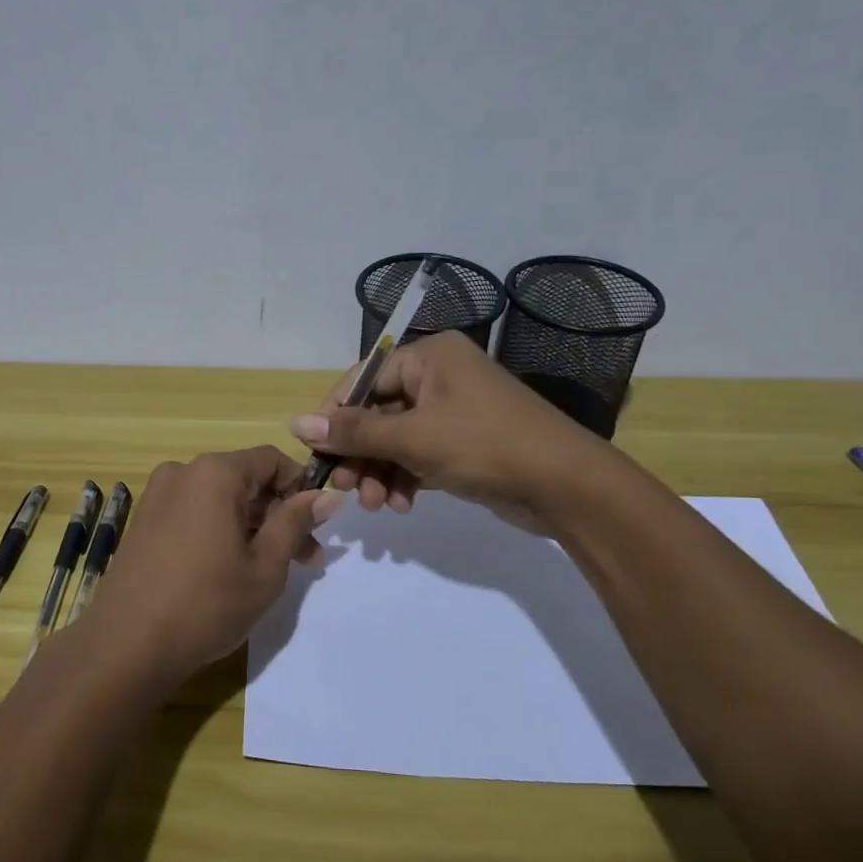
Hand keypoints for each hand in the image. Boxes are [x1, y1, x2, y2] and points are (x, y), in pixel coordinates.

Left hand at [87, 447, 343, 689]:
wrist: (126, 646)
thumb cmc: (206, 604)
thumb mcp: (265, 567)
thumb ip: (295, 523)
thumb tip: (328, 495)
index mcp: (215, 473)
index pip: (272, 459)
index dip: (301, 487)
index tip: (318, 525)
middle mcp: (183, 472)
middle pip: (246, 479)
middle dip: (279, 514)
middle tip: (307, 558)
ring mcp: (159, 496)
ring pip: (220, 499)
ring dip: (252, 526)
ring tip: (274, 570)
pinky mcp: (145, 521)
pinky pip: (195, 512)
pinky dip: (221, 530)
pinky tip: (232, 568)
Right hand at [287, 330, 610, 535]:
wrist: (566, 486)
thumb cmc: (485, 445)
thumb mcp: (413, 438)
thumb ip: (354, 432)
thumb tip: (296, 425)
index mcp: (429, 356)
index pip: (363, 380)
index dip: (335, 417)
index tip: (315, 454)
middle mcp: (439, 376)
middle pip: (378, 412)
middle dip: (360, 453)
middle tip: (344, 489)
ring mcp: (453, 410)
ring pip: (396, 438)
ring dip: (380, 472)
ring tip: (375, 505)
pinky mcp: (463, 442)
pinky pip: (418, 454)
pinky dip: (404, 478)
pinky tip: (400, 505)